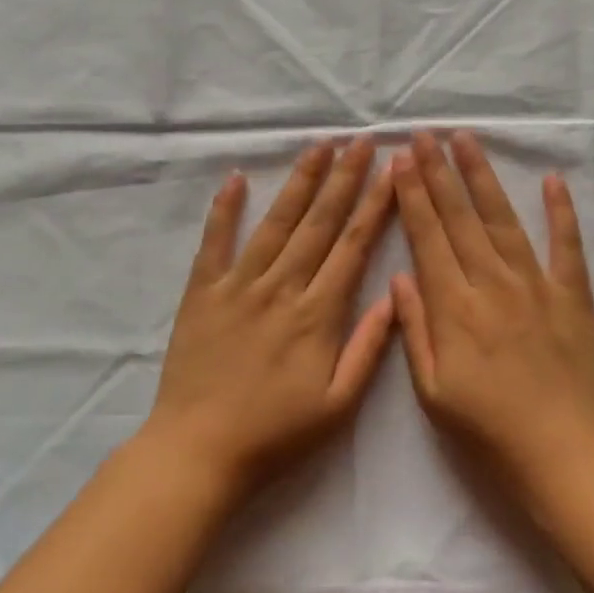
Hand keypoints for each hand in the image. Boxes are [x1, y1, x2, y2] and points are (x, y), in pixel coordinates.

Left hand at [146, 138, 395, 498]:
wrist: (198, 452)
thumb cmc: (276, 435)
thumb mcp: (338, 405)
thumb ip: (368, 348)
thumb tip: (395, 294)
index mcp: (318, 314)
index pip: (353, 245)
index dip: (375, 204)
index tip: (391, 170)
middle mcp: (281, 288)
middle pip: (319, 222)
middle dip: (344, 178)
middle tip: (360, 140)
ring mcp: (238, 285)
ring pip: (275, 222)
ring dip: (299, 181)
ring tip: (318, 145)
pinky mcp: (202, 292)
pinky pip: (214, 242)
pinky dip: (224, 209)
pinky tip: (235, 177)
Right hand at [391, 130, 593, 507]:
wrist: (564, 455)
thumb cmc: (489, 431)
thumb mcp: (433, 392)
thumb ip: (415, 330)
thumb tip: (400, 276)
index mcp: (455, 308)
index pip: (428, 238)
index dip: (413, 196)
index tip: (402, 159)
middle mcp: (492, 284)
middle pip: (460, 218)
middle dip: (439, 173)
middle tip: (425, 134)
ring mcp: (536, 286)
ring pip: (504, 220)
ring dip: (483, 177)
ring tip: (467, 141)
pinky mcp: (573, 296)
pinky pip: (567, 246)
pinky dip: (561, 211)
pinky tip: (552, 180)